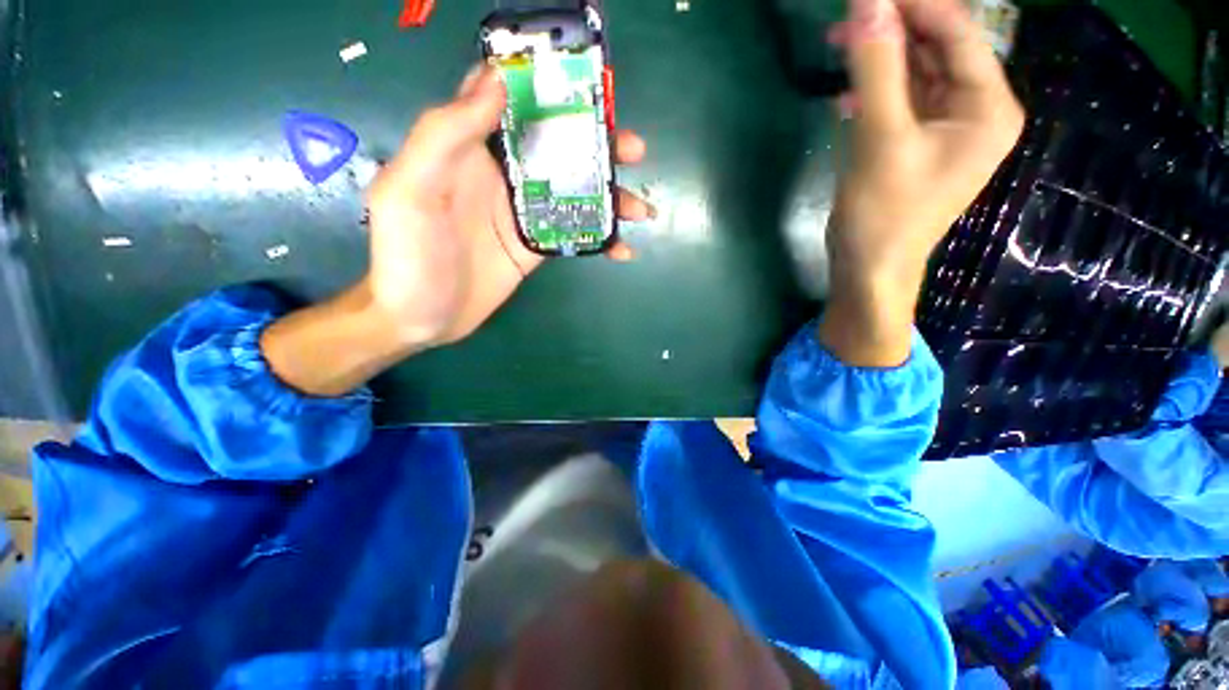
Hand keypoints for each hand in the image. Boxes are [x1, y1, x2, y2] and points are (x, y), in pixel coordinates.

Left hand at [261, 66, 650, 397]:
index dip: (547, 86)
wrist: (421, 317)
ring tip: (641, 207)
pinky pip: (575, 234)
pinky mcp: (536, 244)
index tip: (589, 86)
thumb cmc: (407, 255)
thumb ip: (445, 134)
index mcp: (470, 149)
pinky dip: (602, 239)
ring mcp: (524, 212)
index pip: (511, 101)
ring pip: (575, 190)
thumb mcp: (412, 190)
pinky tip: (624, 248)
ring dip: (610, 195)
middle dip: (598, 144)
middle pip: (557, 146)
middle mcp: (503, 174)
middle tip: (633, 150)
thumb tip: (496, 81)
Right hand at [819, 0, 1024, 366]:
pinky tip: (846, 95)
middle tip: (848, 16)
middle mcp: (975, 112)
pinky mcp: (916, 146)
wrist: (869, 269)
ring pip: (915, 76)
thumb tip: (866, 3)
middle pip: (938, 50)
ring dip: (880, 60)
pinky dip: (874, 93)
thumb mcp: (880, 139)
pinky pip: (900, 104)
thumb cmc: (883, 213)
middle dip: (894, 29)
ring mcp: (945, 130)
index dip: (915, 5)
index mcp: (987, 107)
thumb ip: (876, 68)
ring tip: (839, 45)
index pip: (957, 33)